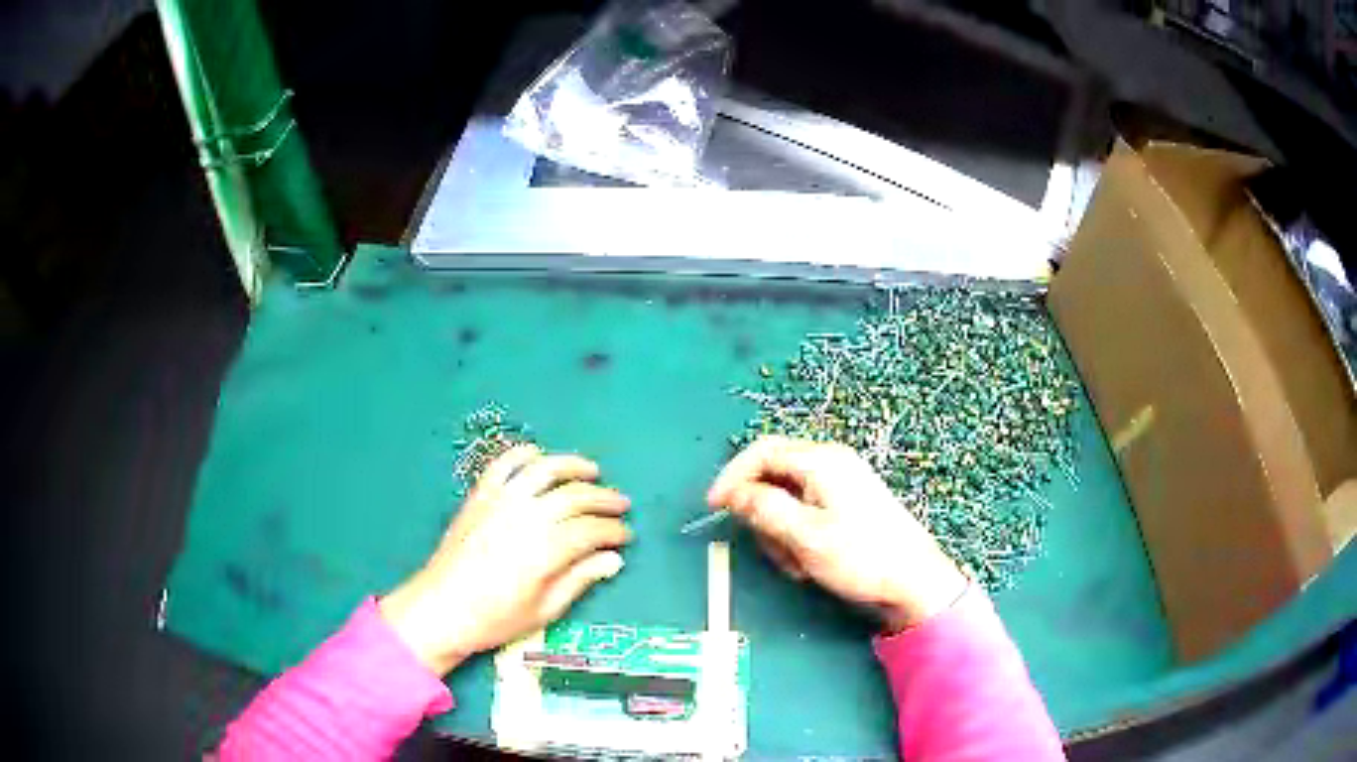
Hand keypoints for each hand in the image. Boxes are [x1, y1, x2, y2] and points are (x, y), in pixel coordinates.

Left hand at [380, 445, 631, 674]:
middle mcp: (525, 517)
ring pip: (545, 470)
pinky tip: (540, 457)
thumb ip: (580, 580)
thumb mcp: (545, 610)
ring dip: (573, 466)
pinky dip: (525, 455)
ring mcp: (500, 502)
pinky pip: (504, 464)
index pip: (591, 530)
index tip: (626, 536)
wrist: (441, 608)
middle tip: (621, 505)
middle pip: (575, 496)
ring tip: (593, 471)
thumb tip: (614, 559)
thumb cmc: (495, 618)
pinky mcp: (480, 496)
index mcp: (545, 550)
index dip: (614, 531)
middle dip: (604, 499)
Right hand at [708, 436, 966, 631]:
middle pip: (774, 475)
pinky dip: (797, 536)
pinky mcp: (847, 506)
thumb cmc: (861, 556)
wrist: (914, 581)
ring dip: (780, 532)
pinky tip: (809, 562)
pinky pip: (806, 513)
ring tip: (796, 563)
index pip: (762, 452)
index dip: (732, 477)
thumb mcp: (805, 535)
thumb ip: (764, 508)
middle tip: (771, 548)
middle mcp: (830, 464)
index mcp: (821, 460)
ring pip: (787, 498)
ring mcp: (841, 484)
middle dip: (763, 513)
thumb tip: (733, 492)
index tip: (714, 507)